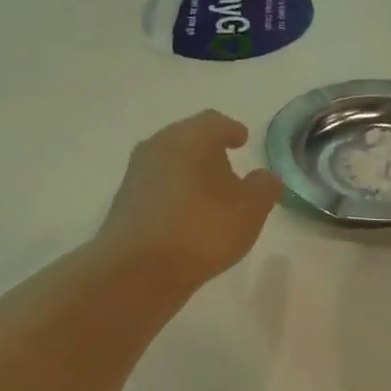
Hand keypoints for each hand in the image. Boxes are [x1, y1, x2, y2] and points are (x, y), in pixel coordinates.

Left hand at [97, 111, 283, 287]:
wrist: (139, 268)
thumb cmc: (203, 229)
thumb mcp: (250, 210)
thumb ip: (264, 188)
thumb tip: (267, 176)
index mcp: (191, 137)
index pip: (214, 122)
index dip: (231, 130)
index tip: (242, 139)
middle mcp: (158, 145)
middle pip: (187, 139)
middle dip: (207, 151)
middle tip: (227, 168)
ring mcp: (136, 174)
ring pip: (169, 164)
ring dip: (188, 174)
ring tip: (207, 196)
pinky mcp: (123, 203)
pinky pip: (155, 189)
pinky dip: (172, 195)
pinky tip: (184, 216)